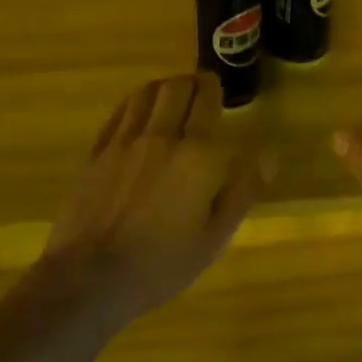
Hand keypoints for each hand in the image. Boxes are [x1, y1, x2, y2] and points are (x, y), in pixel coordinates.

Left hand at [44, 72, 267, 321]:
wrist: (91, 279)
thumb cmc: (162, 262)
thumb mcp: (216, 236)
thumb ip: (243, 189)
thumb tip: (270, 153)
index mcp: (196, 154)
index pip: (206, 99)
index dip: (213, 87)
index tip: (217, 88)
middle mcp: (161, 136)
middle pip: (175, 87)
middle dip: (189, 82)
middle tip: (197, 91)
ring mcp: (124, 142)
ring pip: (145, 94)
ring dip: (162, 88)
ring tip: (169, 96)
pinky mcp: (96, 154)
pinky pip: (119, 113)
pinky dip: (134, 103)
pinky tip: (137, 112)